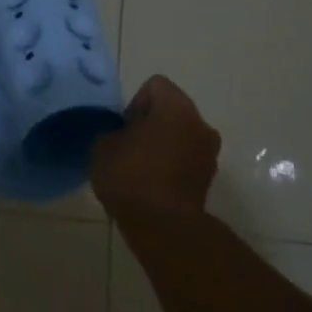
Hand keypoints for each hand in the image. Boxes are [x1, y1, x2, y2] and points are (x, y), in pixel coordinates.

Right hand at [89, 75, 220, 220]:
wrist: (163, 226)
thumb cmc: (131, 176)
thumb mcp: (103, 147)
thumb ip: (112, 131)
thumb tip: (121, 134)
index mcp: (176, 107)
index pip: (155, 85)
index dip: (135, 102)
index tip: (123, 128)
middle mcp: (200, 123)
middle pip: (171, 110)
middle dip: (150, 123)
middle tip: (128, 146)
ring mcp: (209, 152)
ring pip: (180, 136)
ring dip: (162, 145)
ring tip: (139, 168)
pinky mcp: (208, 178)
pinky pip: (186, 159)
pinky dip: (170, 165)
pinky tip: (151, 184)